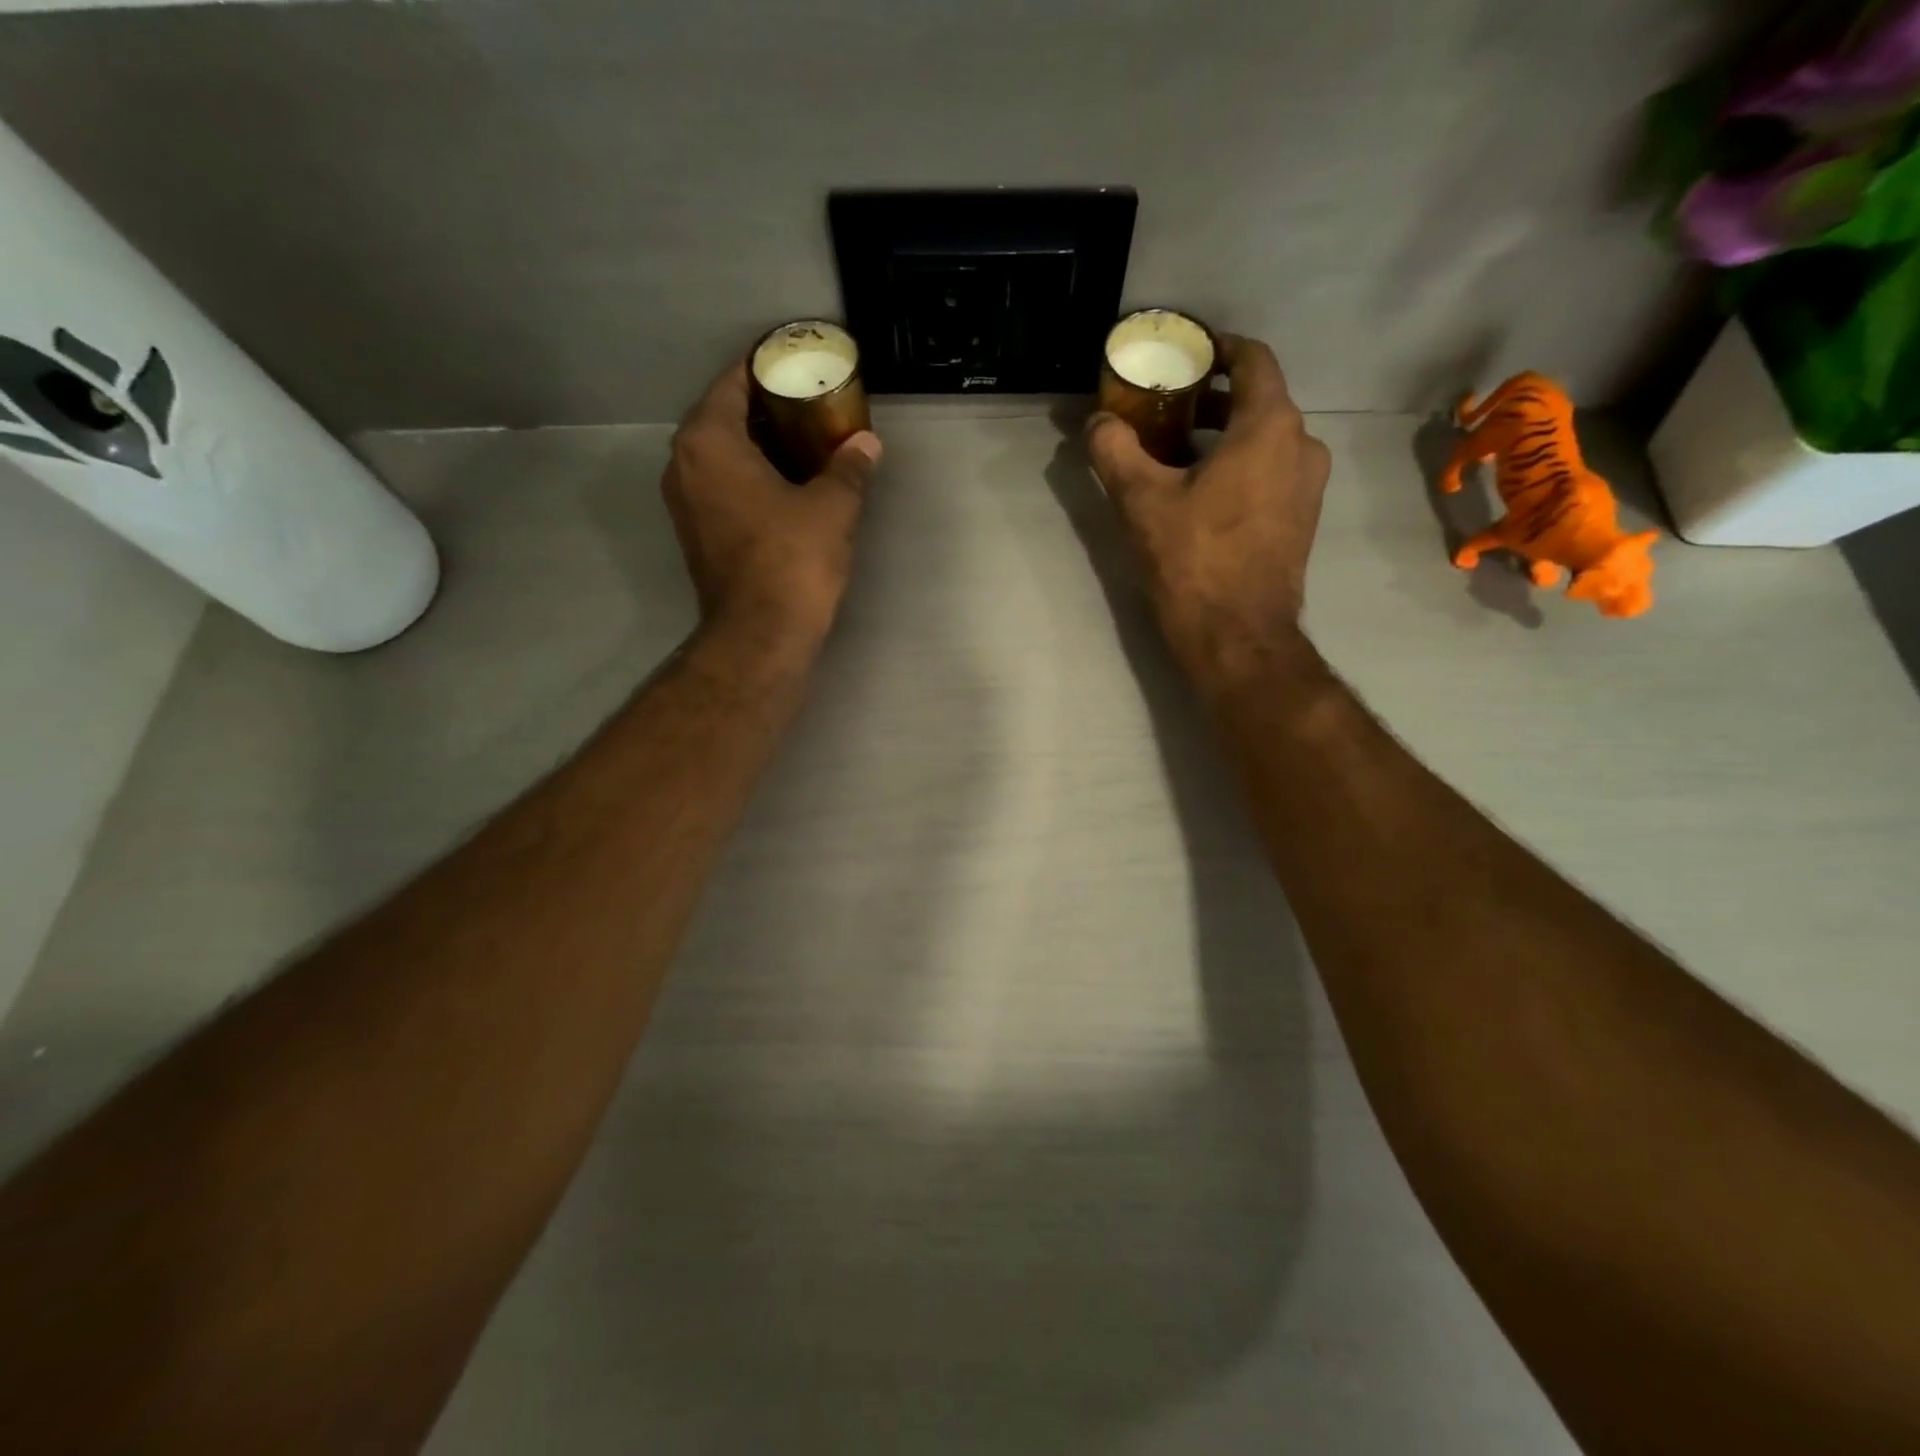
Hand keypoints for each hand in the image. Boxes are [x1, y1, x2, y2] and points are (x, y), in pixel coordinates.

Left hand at [663, 363, 881, 649]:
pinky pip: (720, 485)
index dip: (765, 368)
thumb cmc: (792, 561)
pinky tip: (785, 483)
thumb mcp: (832, 507)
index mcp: (709, 441)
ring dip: (756, 444)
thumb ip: (848, 468)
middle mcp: (684, 464)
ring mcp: (684, 503)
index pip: (732, 382)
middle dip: (764, 407)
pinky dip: (747, 475)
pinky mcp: (695, 534)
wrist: (760, 636)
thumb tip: (866, 444)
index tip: (796, 364)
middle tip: (808, 403)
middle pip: (721, 416)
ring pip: (719, 454)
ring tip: (802, 440)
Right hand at [1086, 335, 1331, 679]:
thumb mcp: (1141, 501)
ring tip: (1174, 454)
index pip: (1253, 359)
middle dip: (1211, 399)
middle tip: (1165, 409)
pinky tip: (1200, 493)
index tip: (1184, 355)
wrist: (1237, 637)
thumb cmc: (1193, 560)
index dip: (1218, 348)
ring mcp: (1307, 487)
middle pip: (1258, 401)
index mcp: (1270, 427)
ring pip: (1265, 441)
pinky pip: (1271, 474)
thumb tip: (1096, 422)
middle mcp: (1302, 446)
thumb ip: (1115, 451)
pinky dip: (1239, 467)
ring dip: (1223, 437)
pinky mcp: (1300, 522)